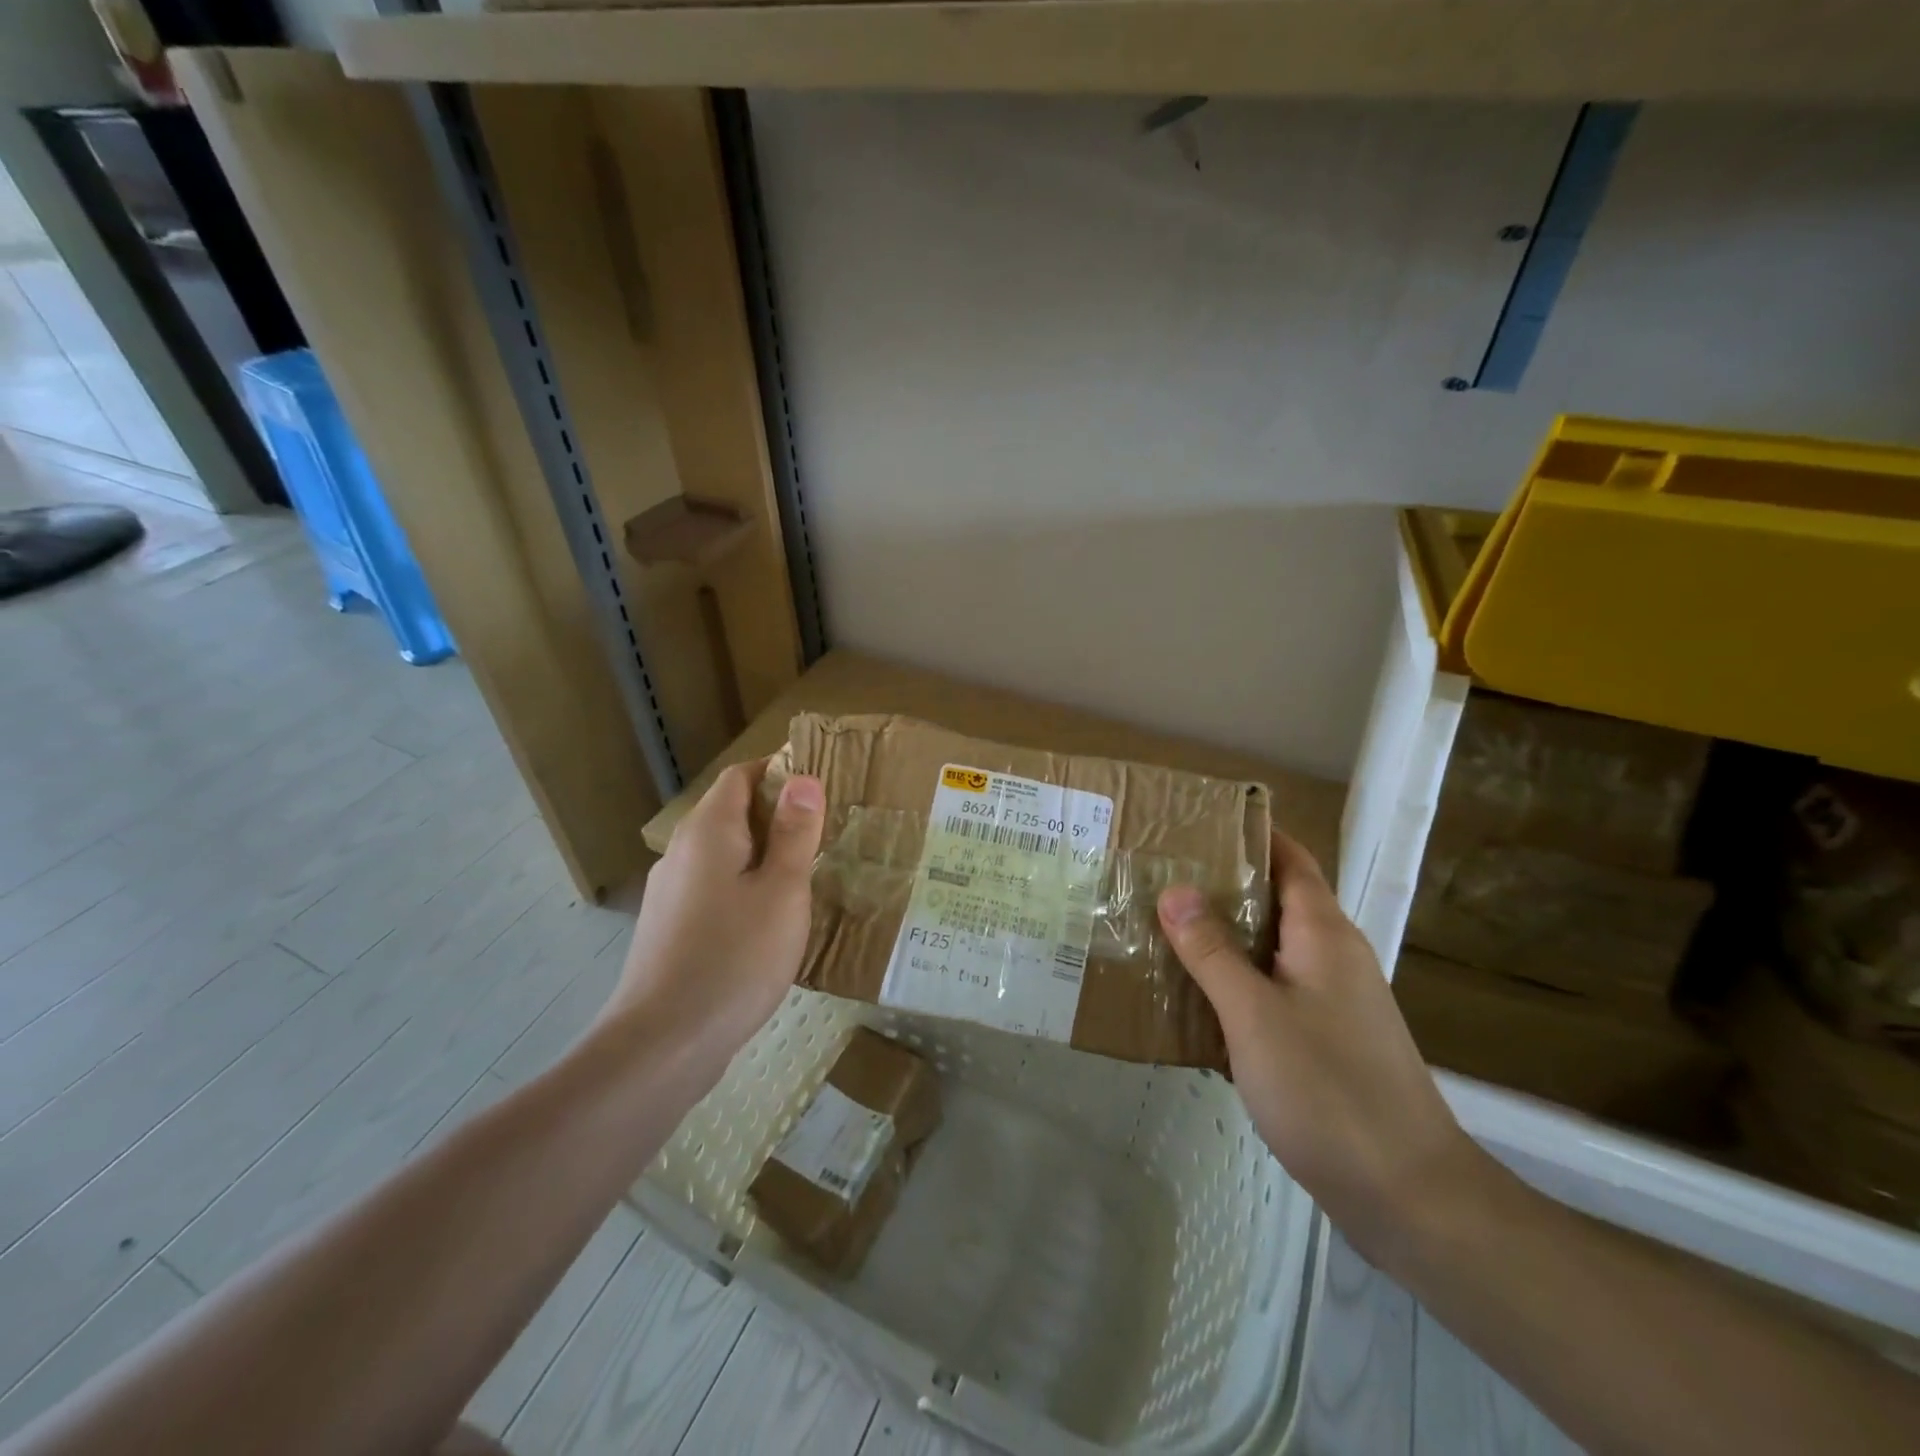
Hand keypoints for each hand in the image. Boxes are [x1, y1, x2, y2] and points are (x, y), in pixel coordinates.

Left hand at [602, 760, 824, 1079]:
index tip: (821, 782)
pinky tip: (769, 920)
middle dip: (776, 814)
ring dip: (761, 853)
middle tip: (825, 831)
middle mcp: (681, 852)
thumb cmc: (735, 958)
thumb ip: (794, 833)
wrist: (663, 1045)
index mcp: (708, 831)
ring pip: (722, 854)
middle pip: (730, 812)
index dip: (779, 770)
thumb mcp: (782, 891)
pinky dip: (743, 886)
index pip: (741, 775)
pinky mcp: (669, 929)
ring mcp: (669, 893)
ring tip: (805, 874)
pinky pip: (713, 888)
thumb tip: (803, 779)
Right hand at [1158, 831, 1480, 1268]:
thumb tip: (1174, 890)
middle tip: (1158, 875)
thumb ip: (1212, 951)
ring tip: (1161, 928)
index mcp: (1323, 934)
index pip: (1290, 859)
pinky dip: (1233, 983)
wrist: (1408, 1195)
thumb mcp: (1255, 1015)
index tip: (1195, 822)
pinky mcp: (1325, 1041)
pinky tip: (1193, 999)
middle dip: (1221, 884)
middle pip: (1275, 900)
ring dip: (1222, 937)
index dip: (1250, 833)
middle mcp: (1332, 957)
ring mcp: (1331, 1002)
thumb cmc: (1329, 1090)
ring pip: (1269, 950)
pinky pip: (1271, 992)